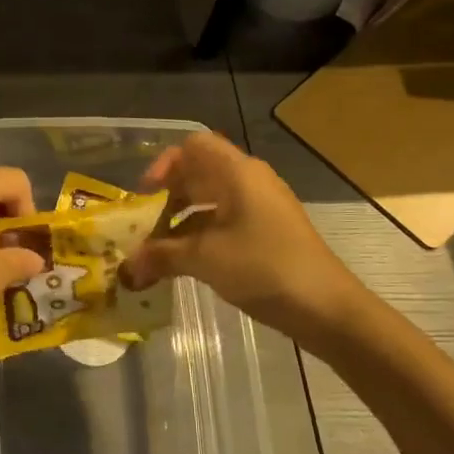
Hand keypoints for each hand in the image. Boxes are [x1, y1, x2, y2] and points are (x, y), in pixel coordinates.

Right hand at [121, 132, 358, 334]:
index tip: (144, 195)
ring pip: (210, 202)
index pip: (193, 146)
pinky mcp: (267, 233)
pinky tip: (184, 265)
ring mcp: (261, 208)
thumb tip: (126, 267)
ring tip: (157, 252)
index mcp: (237, 173)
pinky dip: (200, 237)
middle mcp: (250, 182)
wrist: (327, 308)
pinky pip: (224, 222)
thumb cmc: (264, 268)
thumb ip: (161, 256)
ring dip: (181, 222)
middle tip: (144, 226)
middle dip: (167, 198)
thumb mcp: (205, 259)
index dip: (164, 164)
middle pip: (199, 174)